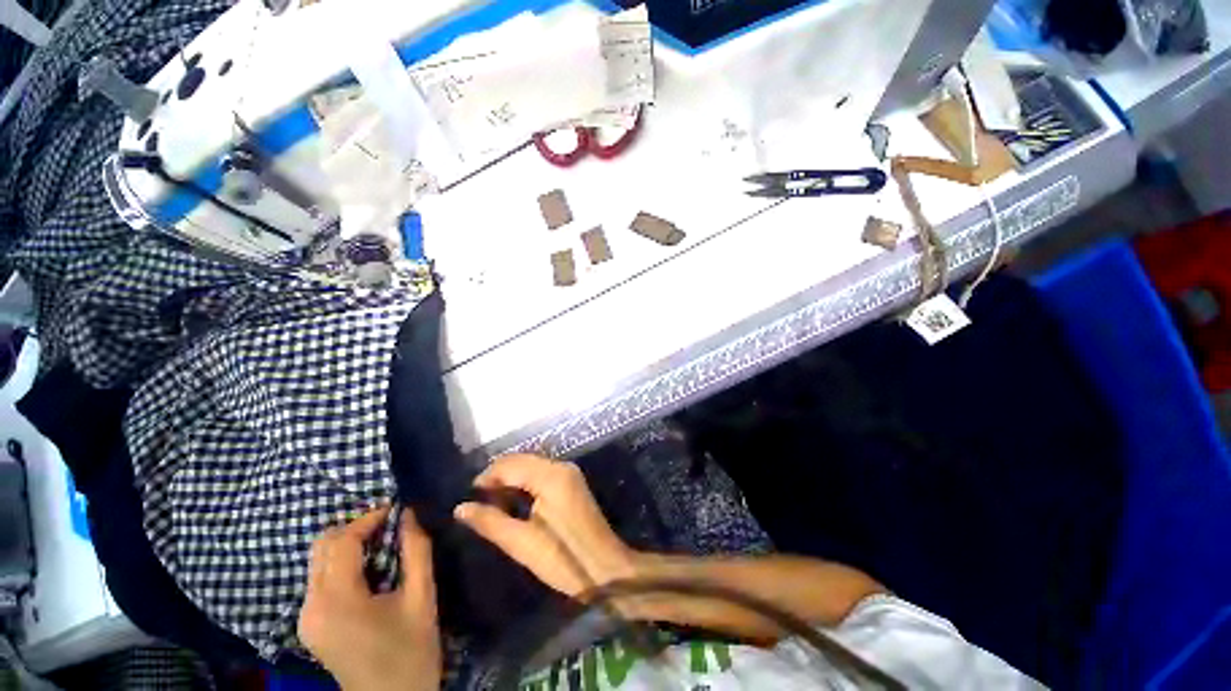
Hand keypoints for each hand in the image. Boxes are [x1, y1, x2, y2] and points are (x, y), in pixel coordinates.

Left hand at [298, 506, 441, 690]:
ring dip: (348, 544)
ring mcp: (306, 617)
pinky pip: (320, 578)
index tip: (397, 508)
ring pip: (318, 561)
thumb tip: (409, 514)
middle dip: (355, 528)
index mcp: (337, 600)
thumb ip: (416, 550)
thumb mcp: (422, 597)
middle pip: (322, 546)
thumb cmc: (411, 651)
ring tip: (383, 544)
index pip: (342, 541)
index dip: (369, 518)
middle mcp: (311, 606)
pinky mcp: (310, 625)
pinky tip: (368, 569)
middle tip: (389, 526)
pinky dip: (342, 563)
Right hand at [454, 454, 636, 598]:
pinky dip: (525, 482)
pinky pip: (542, 473)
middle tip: (477, 501)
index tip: (468, 496)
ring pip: (532, 465)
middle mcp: (561, 466)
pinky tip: (513, 501)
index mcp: (551, 476)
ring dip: (511, 479)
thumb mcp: (523, 544)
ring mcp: (569, 473)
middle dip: (498, 476)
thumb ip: (491, 522)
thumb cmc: (564, 559)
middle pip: (522, 460)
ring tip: (491, 503)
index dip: (487, 476)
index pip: (512, 464)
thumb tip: (461, 507)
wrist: (607, 569)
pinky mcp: (572, 483)